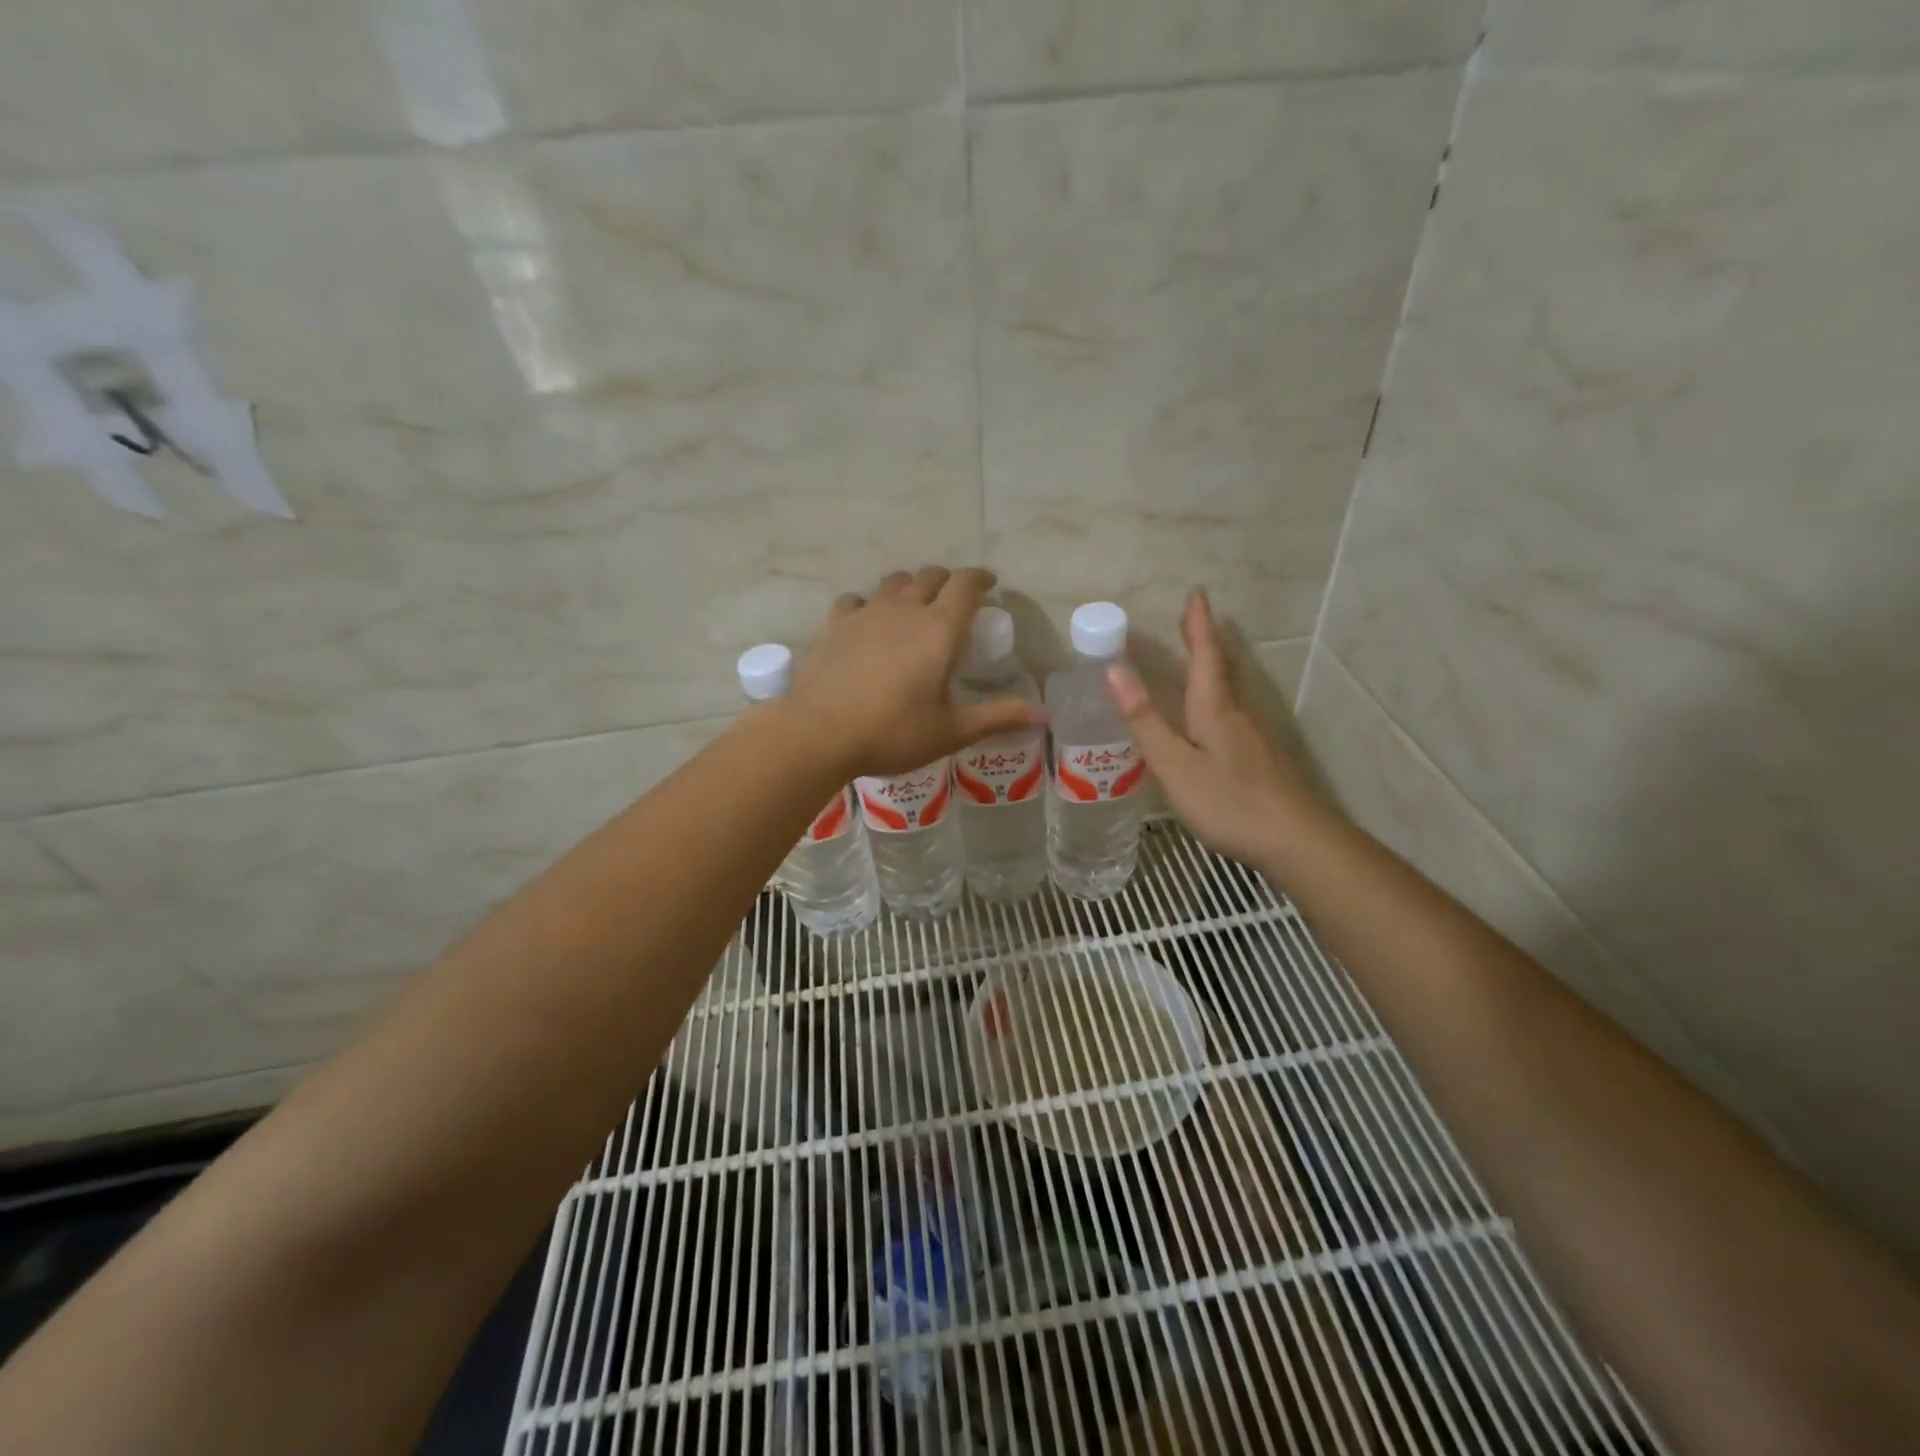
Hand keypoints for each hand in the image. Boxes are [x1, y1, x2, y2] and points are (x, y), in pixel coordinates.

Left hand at [789, 566, 1044, 777]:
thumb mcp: (952, 731)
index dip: (981, 579)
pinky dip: (869, 604)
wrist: (820, 734)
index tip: (990, 586)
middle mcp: (905, 609)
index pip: (966, 584)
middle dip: (949, 582)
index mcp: (940, 629)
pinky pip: (856, 599)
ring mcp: (866, 613)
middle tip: (956, 601)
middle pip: (931, 576)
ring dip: (911, 587)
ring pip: (894, 582)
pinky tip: (868, 621)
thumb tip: (1044, 714)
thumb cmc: (893, 733)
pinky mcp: (835, 625)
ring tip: (915, 607)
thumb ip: (998, 716)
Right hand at [1106, 588, 1330, 866]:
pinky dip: (1216, 696)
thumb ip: (1146, 721)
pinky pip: (1231, 713)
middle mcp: (1236, 714)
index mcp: (1214, 709)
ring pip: (1228, 690)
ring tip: (1196, 656)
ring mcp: (1252, 737)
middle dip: (1204, 640)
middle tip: (1191, 616)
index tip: (1196, 592)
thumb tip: (1115, 671)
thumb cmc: (1229, 802)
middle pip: (1220, 668)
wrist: (1295, 841)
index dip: (1198, 625)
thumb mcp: (1175, 764)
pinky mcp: (1259, 759)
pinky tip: (1210, 716)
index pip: (1204, 656)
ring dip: (1211, 666)